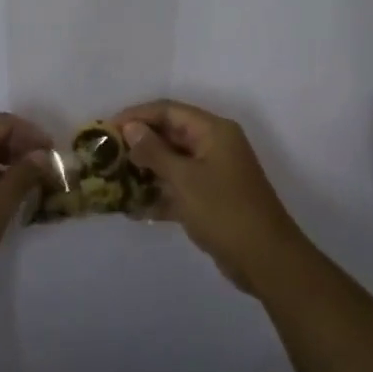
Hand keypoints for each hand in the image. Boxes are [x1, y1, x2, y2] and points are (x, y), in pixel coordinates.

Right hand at [115, 100, 310, 294]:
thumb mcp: (184, 179)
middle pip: (170, 134)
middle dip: (139, 143)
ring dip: (146, 169)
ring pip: (173, 162)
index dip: (137, 115)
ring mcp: (214, 172)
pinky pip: (180, 187)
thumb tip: (131, 127)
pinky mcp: (212, 198)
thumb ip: (154, 151)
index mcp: (213, 131)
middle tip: (106, 154)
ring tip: (113, 179)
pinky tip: (133, 208)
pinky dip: (160, 194)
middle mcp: (214, 145)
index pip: (168, 110)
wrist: (266, 260)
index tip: (107, 128)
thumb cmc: (224, 211)